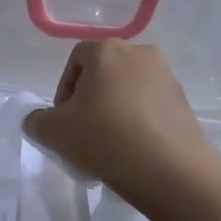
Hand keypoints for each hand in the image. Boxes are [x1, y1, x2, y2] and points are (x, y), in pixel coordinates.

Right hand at [21, 41, 220, 212]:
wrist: (169, 170)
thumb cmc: (104, 139)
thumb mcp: (54, 132)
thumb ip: (37, 121)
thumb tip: (39, 121)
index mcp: (107, 50)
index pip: (76, 59)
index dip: (64, 89)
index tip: (63, 120)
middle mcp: (140, 53)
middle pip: (104, 72)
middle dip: (89, 99)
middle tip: (82, 131)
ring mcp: (167, 76)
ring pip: (128, 89)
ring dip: (113, 110)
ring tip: (108, 143)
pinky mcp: (183, 101)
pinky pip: (149, 105)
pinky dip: (136, 120)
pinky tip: (132, 149)